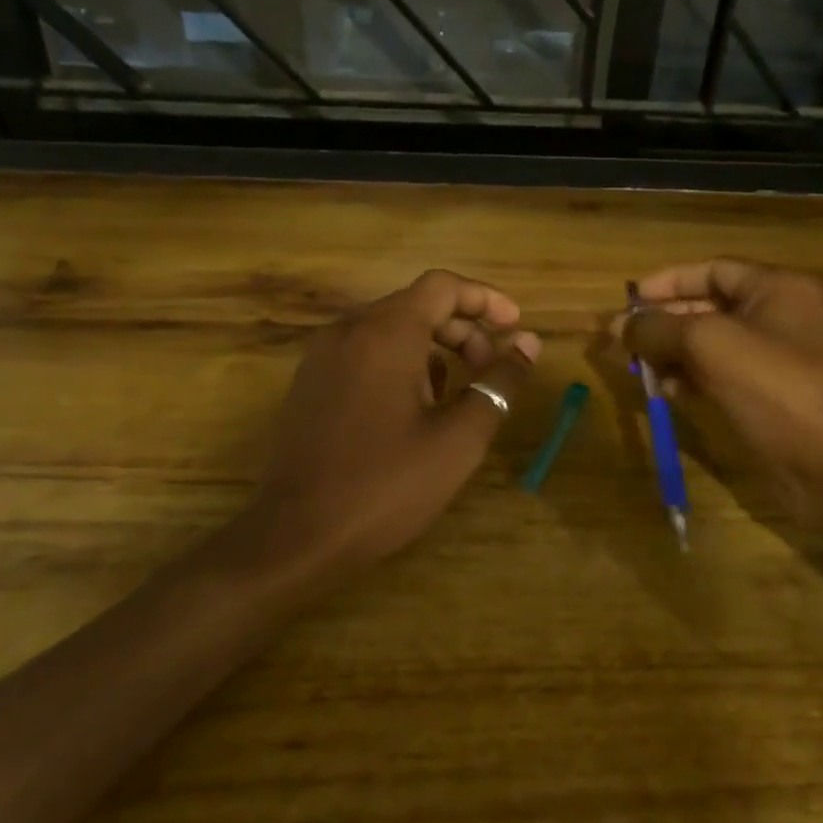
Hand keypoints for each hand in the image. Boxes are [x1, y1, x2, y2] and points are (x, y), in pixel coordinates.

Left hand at [251, 269, 540, 575]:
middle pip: (415, 304)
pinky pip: (363, 352)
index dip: (485, 299)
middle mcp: (348, 331)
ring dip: (432, 348)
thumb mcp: (458, 439)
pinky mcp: (309, 384)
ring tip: (456, 394)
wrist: (295, 536)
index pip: (441, 286)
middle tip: (491, 368)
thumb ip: (498, 384)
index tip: (514, 326)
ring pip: (388, 329)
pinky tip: (414, 409)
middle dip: (462, 329)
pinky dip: (399, 363)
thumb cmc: (385, 486)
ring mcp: (322, 357)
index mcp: (385, 334)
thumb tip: (527, 344)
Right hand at [619, 258, 822, 518]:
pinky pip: (724, 376)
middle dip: (665, 321)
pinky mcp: (773, 398)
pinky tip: (666, 391)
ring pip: (714, 346)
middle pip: (710, 307)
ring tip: (639, 368)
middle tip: (623, 339)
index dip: (668, 282)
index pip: (713, 270)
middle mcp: (781, 317)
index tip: (629, 299)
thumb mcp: (709, 344)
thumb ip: (658, 328)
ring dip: (674, 353)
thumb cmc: (775, 387)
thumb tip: (619, 325)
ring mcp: (779, 361)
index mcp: (778, 289)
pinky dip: (693, 379)